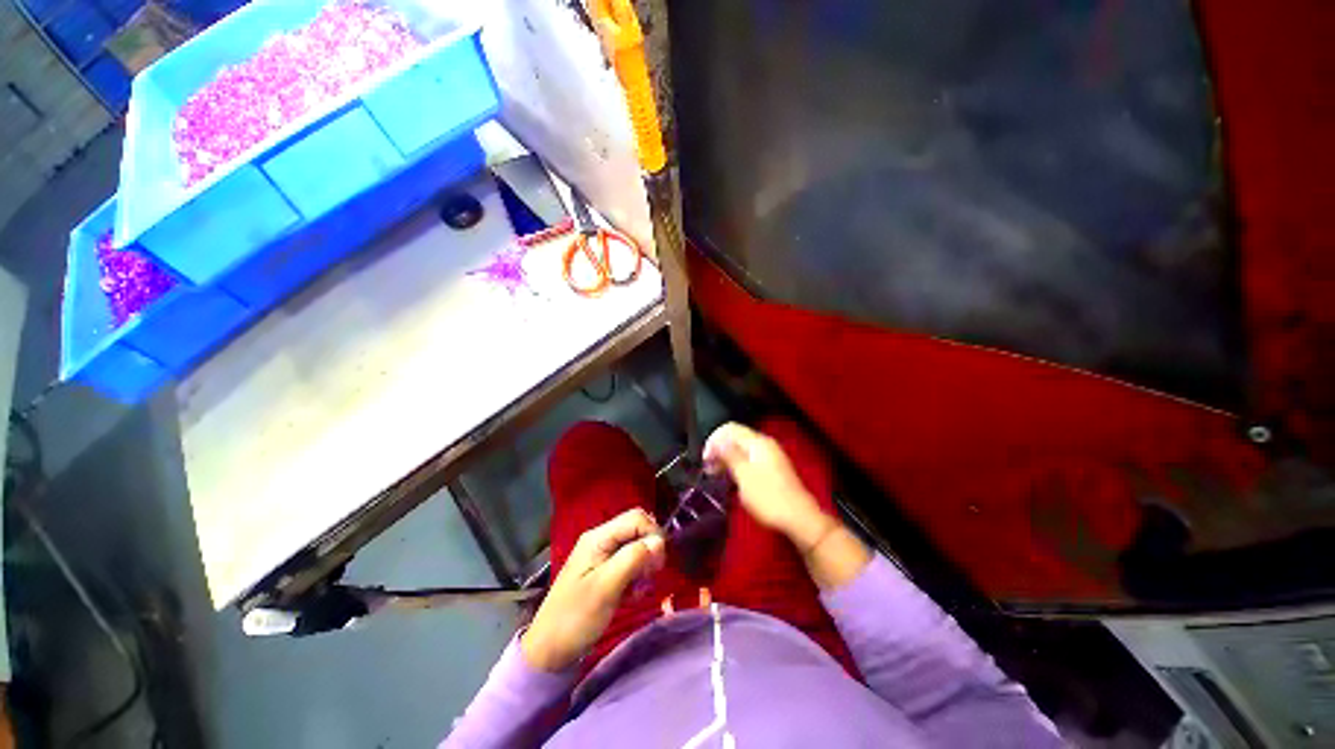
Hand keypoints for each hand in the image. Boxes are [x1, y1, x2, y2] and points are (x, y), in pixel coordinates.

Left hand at [522, 508, 665, 671]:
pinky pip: (630, 563)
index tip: (659, 562)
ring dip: (644, 565)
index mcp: (598, 537)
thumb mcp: (606, 587)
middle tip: (651, 575)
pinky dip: (637, 576)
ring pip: (636, 547)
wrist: (549, 651)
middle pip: (637, 529)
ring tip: (640, 588)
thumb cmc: (575, 617)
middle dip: (650, 549)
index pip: (636, 518)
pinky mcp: (605, 572)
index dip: (652, 534)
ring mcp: (602, 556)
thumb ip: (633, 559)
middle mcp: (601, 540)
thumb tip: (659, 541)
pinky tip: (633, 594)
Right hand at [704, 422, 835, 550]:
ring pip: (742, 450)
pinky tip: (729, 479)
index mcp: (758, 442)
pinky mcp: (772, 470)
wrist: (800, 519)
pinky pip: (749, 460)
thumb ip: (729, 455)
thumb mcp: (744, 476)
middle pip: (736, 438)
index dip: (714, 439)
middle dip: (719, 449)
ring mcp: (770, 457)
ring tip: (714, 474)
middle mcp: (765, 445)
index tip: (705, 458)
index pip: (730, 428)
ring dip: (726, 459)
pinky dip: (737, 466)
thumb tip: (717, 441)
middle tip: (707, 468)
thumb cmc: (769, 497)